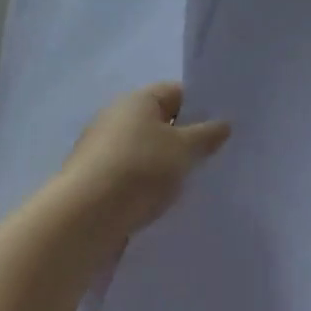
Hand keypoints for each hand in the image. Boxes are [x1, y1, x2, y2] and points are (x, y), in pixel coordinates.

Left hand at [59, 82, 230, 239]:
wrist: (86, 218)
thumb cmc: (140, 169)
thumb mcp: (184, 149)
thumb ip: (207, 135)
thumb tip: (223, 124)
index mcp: (137, 101)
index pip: (176, 92)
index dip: (202, 106)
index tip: (224, 127)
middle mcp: (116, 119)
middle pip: (161, 122)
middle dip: (187, 138)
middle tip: (216, 155)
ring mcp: (103, 151)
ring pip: (148, 151)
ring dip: (169, 164)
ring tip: (195, 181)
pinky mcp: (98, 181)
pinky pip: (134, 175)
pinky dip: (150, 184)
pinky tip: (167, 200)